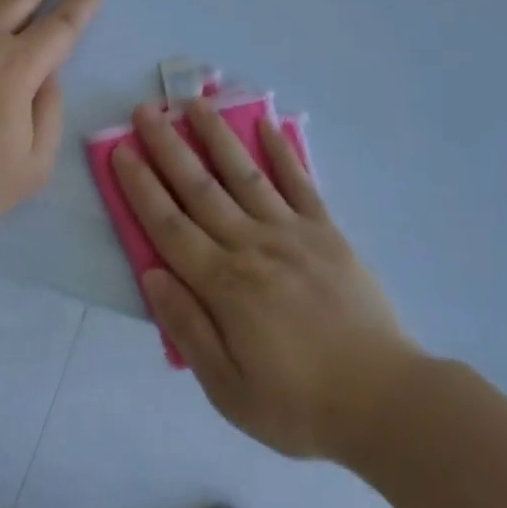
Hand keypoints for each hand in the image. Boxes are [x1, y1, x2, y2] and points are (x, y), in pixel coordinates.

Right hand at [113, 98, 415, 461]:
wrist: (385, 401)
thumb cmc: (298, 404)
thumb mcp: (228, 389)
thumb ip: (187, 328)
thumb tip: (151, 273)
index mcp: (224, 285)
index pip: (169, 225)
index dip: (141, 187)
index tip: (121, 151)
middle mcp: (252, 246)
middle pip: (200, 189)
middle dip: (168, 147)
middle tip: (145, 111)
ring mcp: (293, 234)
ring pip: (245, 175)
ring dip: (217, 136)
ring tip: (195, 103)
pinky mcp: (328, 233)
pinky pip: (301, 184)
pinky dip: (283, 152)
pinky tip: (268, 125)